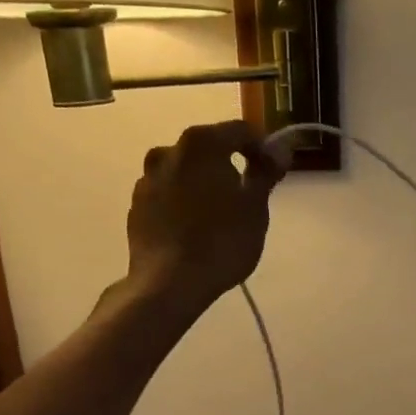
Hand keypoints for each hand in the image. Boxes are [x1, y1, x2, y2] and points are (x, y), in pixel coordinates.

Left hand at [123, 121, 282, 313]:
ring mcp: (147, 179)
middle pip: (209, 149)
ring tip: (220, 215)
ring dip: (204, 183)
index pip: (240, 131)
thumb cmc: (222, 241)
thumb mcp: (255, 207)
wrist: (170, 283)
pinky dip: (184, 202)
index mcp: (201, 144)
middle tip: (248, 194)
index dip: (262, 147)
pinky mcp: (136, 206)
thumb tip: (279, 150)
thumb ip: (266, 172)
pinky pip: (168, 195)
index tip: (274, 171)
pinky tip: (196, 229)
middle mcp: (168, 151)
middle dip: (230, 165)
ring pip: (185, 172)